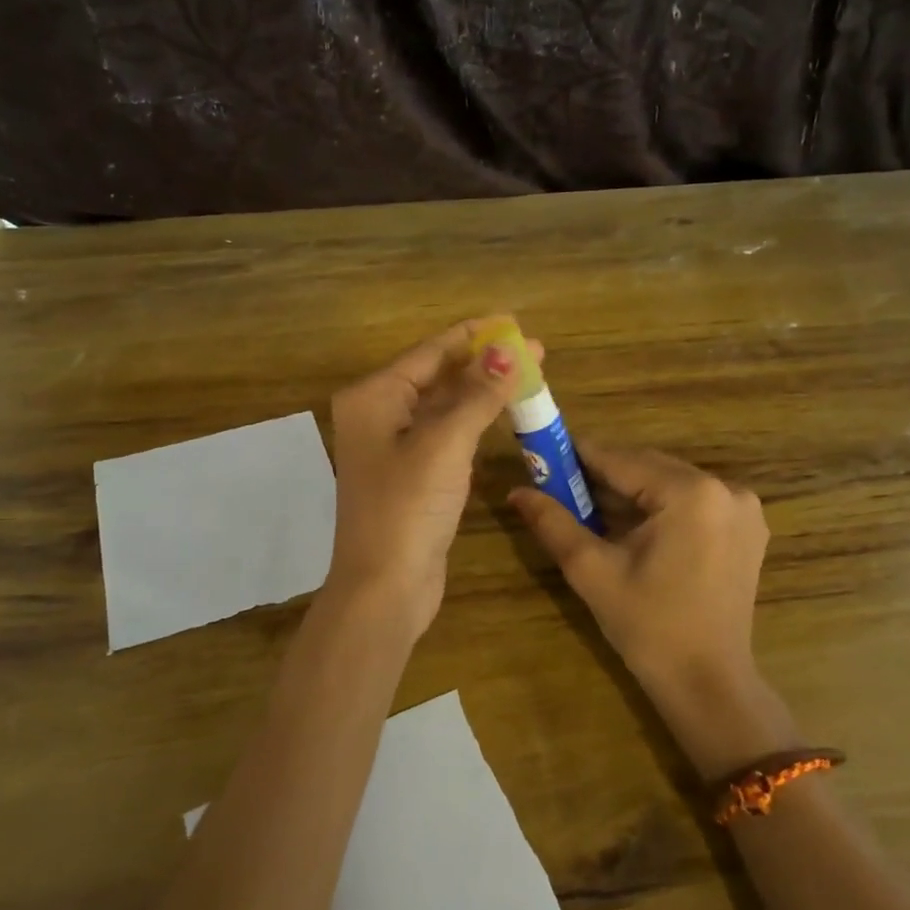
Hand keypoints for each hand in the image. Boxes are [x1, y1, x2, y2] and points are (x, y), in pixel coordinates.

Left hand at [324, 322, 537, 642]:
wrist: (384, 588)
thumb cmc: (408, 508)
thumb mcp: (445, 444)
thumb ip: (478, 395)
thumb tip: (511, 351)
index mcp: (374, 397)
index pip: (430, 352)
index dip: (475, 335)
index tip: (515, 321)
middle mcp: (379, 416)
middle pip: (437, 376)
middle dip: (484, 364)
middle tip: (535, 351)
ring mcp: (394, 449)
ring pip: (444, 408)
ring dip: (482, 393)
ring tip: (528, 377)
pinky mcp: (412, 477)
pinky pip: (447, 437)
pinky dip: (474, 424)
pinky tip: (502, 416)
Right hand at [510, 444, 797, 774]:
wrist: (708, 683)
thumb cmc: (647, 626)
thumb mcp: (592, 570)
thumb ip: (553, 522)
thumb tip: (517, 491)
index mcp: (691, 493)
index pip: (622, 460)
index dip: (579, 457)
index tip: (545, 456)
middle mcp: (725, 489)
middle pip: (649, 468)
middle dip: (604, 476)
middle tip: (562, 487)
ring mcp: (743, 509)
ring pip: (670, 484)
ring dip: (631, 492)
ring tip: (591, 510)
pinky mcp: (746, 529)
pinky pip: (692, 503)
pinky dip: (660, 508)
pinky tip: (633, 530)